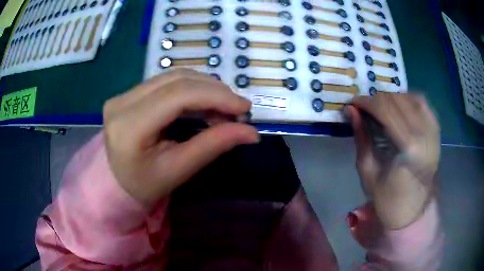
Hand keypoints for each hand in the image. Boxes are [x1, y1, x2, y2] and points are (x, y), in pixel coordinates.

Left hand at [103, 69, 259, 210]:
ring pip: (173, 76)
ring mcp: (123, 94)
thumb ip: (213, 146)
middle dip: (214, 90)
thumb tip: (251, 132)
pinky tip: (204, 100)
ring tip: (223, 105)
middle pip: (177, 80)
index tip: (244, 107)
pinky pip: (166, 81)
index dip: (216, 96)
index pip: (178, 95)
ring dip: (204, 86)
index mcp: (129, 126)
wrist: (118, 182)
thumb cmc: (146, 185)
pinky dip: (191, 87)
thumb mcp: (179, 170)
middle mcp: (122, 102)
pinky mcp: (128, 93)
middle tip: (237, 108)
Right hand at [347, 93, 439, 228]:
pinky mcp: (437, 132)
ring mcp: (434, 132)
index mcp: (409, 149)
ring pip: (411, 97)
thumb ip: (361, 137)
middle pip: (399, 100)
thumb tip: (351, 111)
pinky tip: (399, 105)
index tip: (353, 102)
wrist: (413, 211)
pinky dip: (409, 99)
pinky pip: (423, 104)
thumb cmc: (388, 198)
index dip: (367, 102)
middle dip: (377, 98)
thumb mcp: (368, 171)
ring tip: (381, 106)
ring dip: (393, 97)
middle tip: (364, 106)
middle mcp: (425, 135)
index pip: (387, 110)